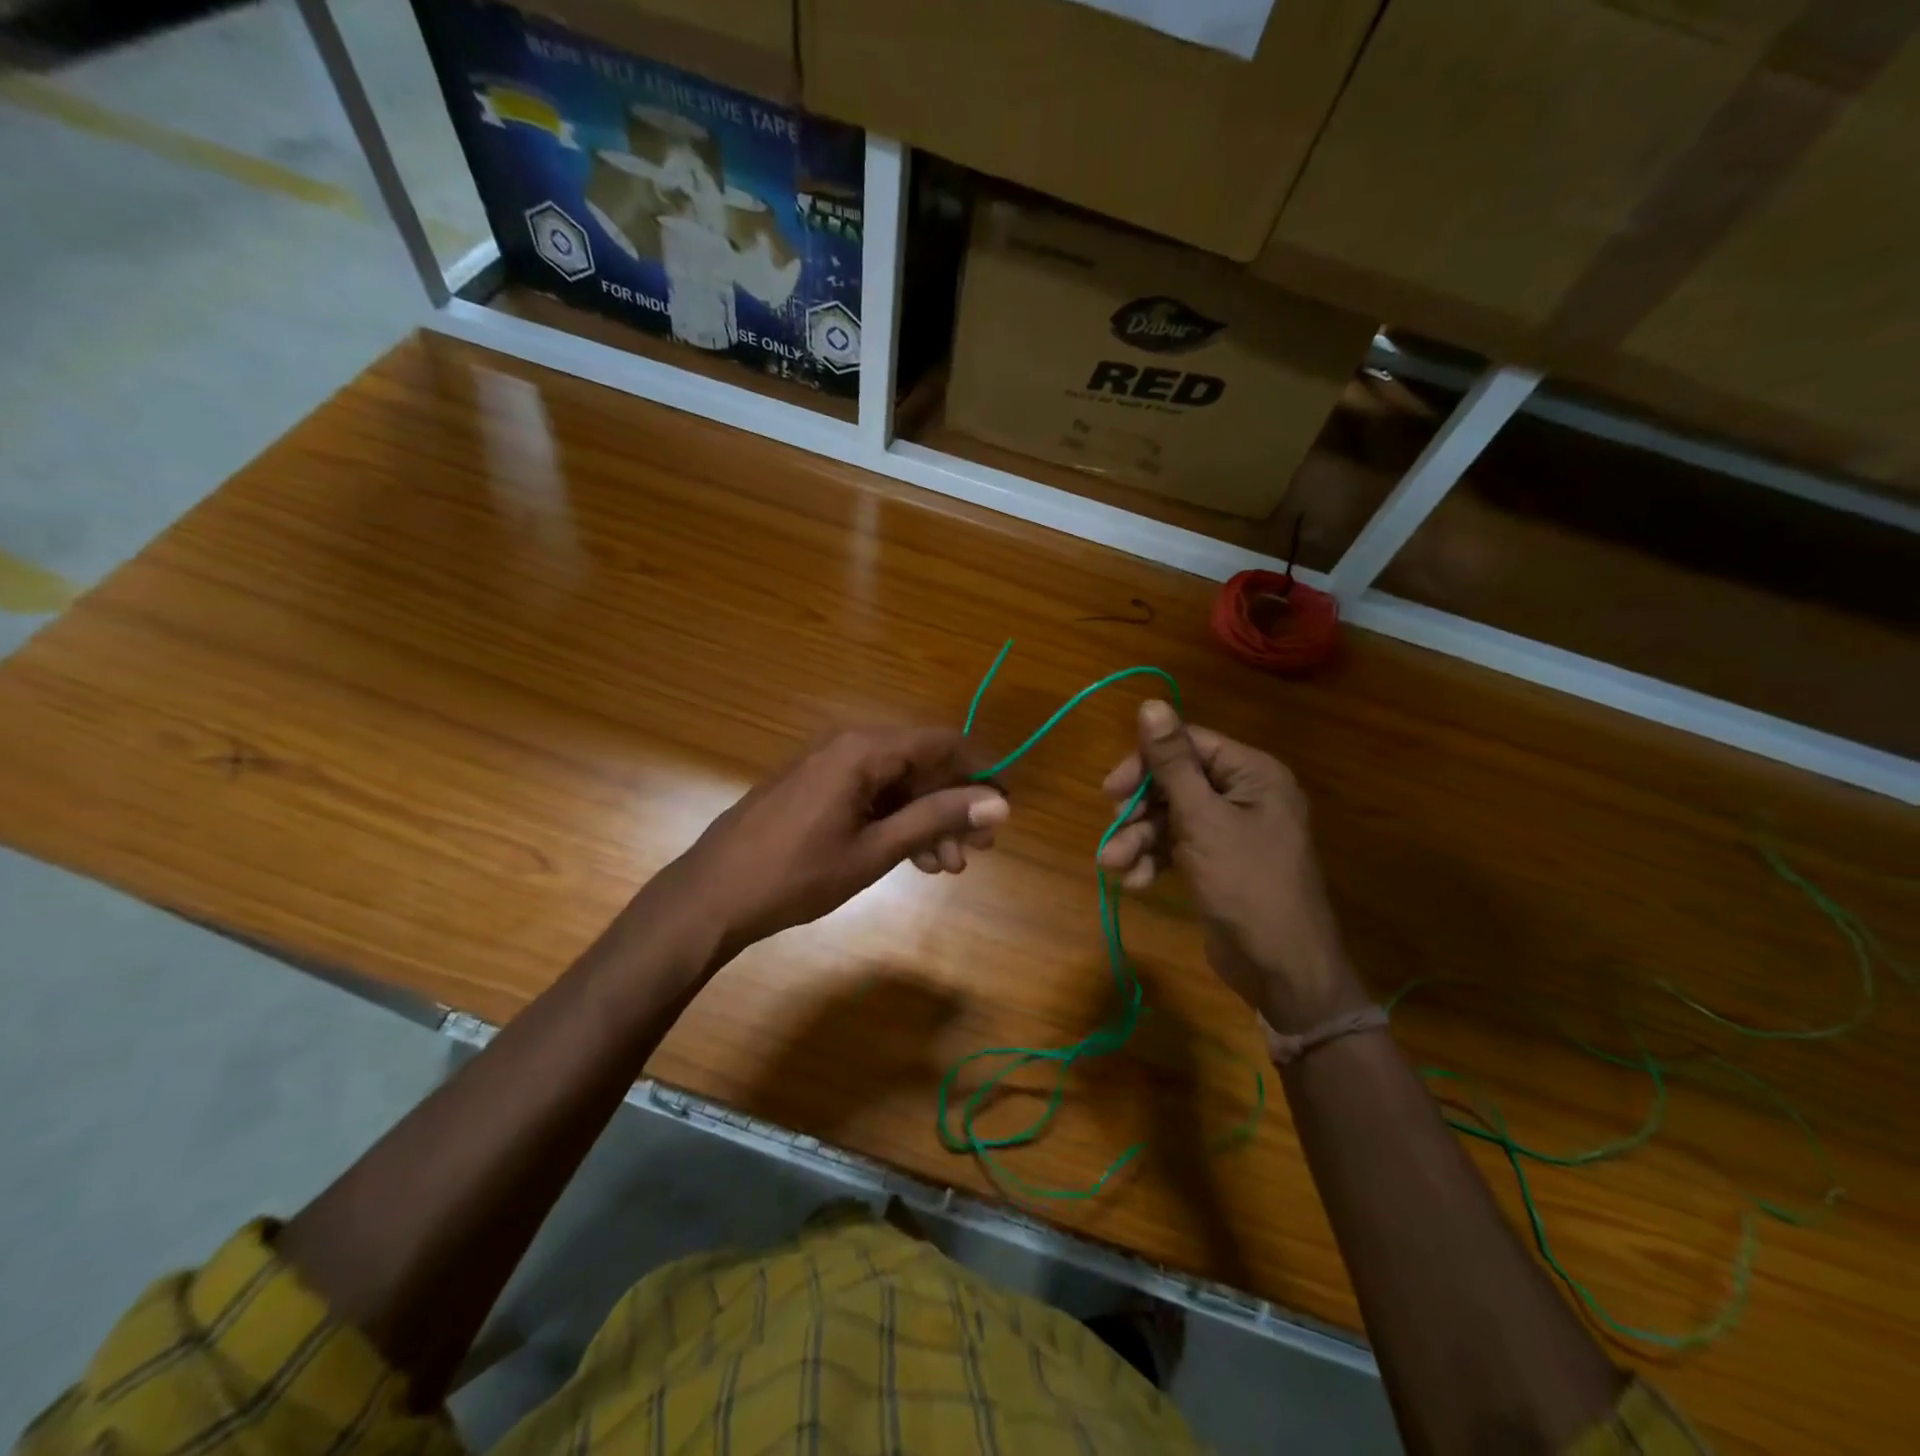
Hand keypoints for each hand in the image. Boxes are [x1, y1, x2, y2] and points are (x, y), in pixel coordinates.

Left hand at [667, 726, 1008, 958]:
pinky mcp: (813, 788)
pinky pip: (868, 795)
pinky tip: (911, 858)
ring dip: (925, 820)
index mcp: (863, 750)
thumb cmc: (796, 874)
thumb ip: (937, 819)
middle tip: (976, 850)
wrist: (711, 896)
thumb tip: (999, 802)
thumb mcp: (874, 850)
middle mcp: (847, 746)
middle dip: (952, 805)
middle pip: (919, 764)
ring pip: (895, 784)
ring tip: (945, 866)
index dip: (979, 771)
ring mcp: (826, 767)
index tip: (1003, 807)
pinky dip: (894, 822)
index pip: (941, 742)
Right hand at [1099, 701, 1364, 1032]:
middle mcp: (1244, 795)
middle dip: (1139, 810)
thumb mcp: (1203, 819)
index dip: (1145, 763)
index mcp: (1252, 774)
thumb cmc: (1246, 884)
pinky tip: (1137, 883)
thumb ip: (1173, 763)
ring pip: (1170, 818)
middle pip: (1175, 782)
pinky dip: (1154, 860)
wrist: (1282, 968)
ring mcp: (1231, 831)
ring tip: (1115, 866)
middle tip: (1113, 830)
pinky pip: (1177, 847)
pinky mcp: (1217, 863)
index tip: (1111, 789)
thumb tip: (1151, 703)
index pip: (1188, 745)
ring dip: (1139, 840)